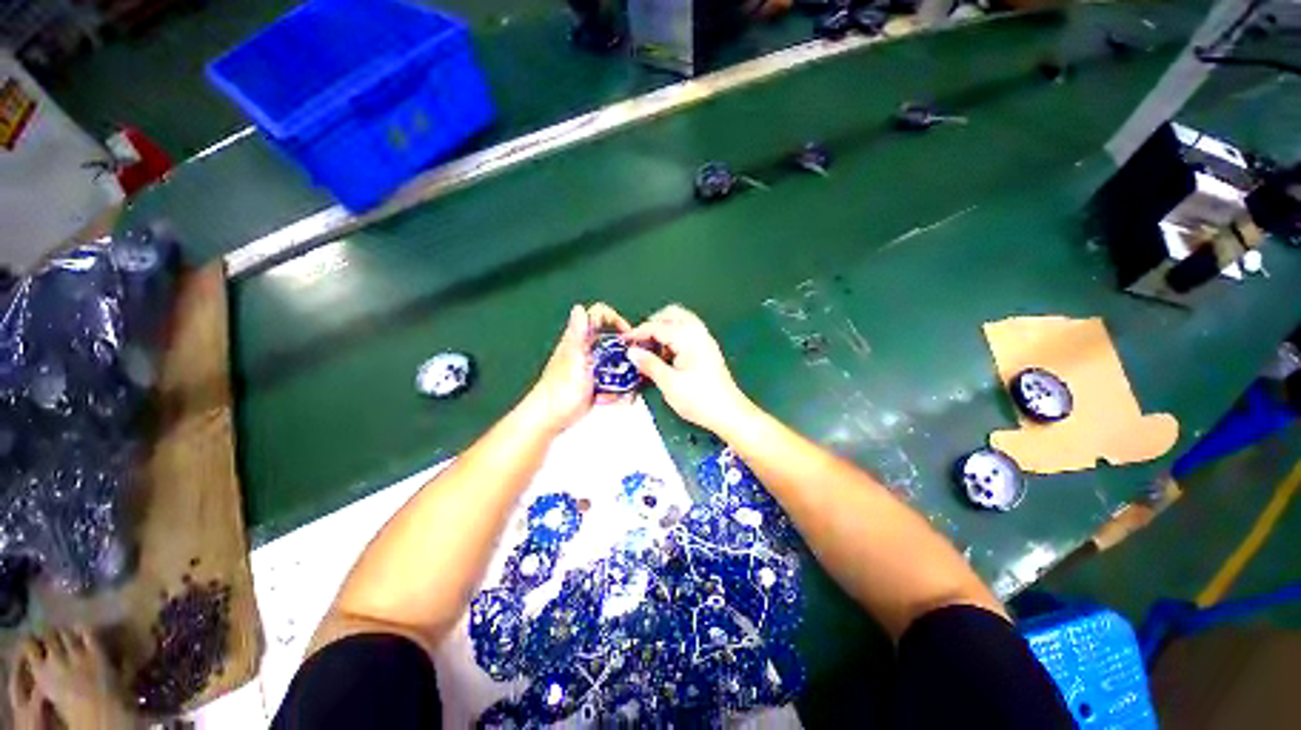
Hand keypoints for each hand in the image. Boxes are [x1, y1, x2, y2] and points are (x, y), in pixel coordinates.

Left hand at [521, 303, 631, 433]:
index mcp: (580, 339)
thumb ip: (578, 335)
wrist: (549, 420)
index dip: (617, 319)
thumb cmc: (560, 391)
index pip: (600, 315)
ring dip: (623, 375)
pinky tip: (611, 399)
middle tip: (634, 365)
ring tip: (624, 389)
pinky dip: (616, 389)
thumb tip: (579, 308)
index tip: (629, 336)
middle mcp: (586, 349)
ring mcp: (591, 367)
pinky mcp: (594, 383)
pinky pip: (613, 380)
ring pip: (616, 363)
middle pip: (613, 340)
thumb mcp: (573, 360)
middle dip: (626, 352)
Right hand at [625, 305, 751, 432]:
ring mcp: (705, 340)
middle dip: (653, 324)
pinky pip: (687, 332)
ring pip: (680, 322)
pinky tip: (666, 356)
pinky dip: (673, 337)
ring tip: (651, 350)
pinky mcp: (707, 349)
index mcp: (689, 338)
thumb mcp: (669, 384)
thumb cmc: (700, 399)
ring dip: (663, 330)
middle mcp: (698, 333)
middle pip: (672, 314)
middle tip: (639, 342)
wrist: (729, 413)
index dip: (638, 332)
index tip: (623, 342)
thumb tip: (632, 352)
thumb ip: (649, 364)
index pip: (658, 326)